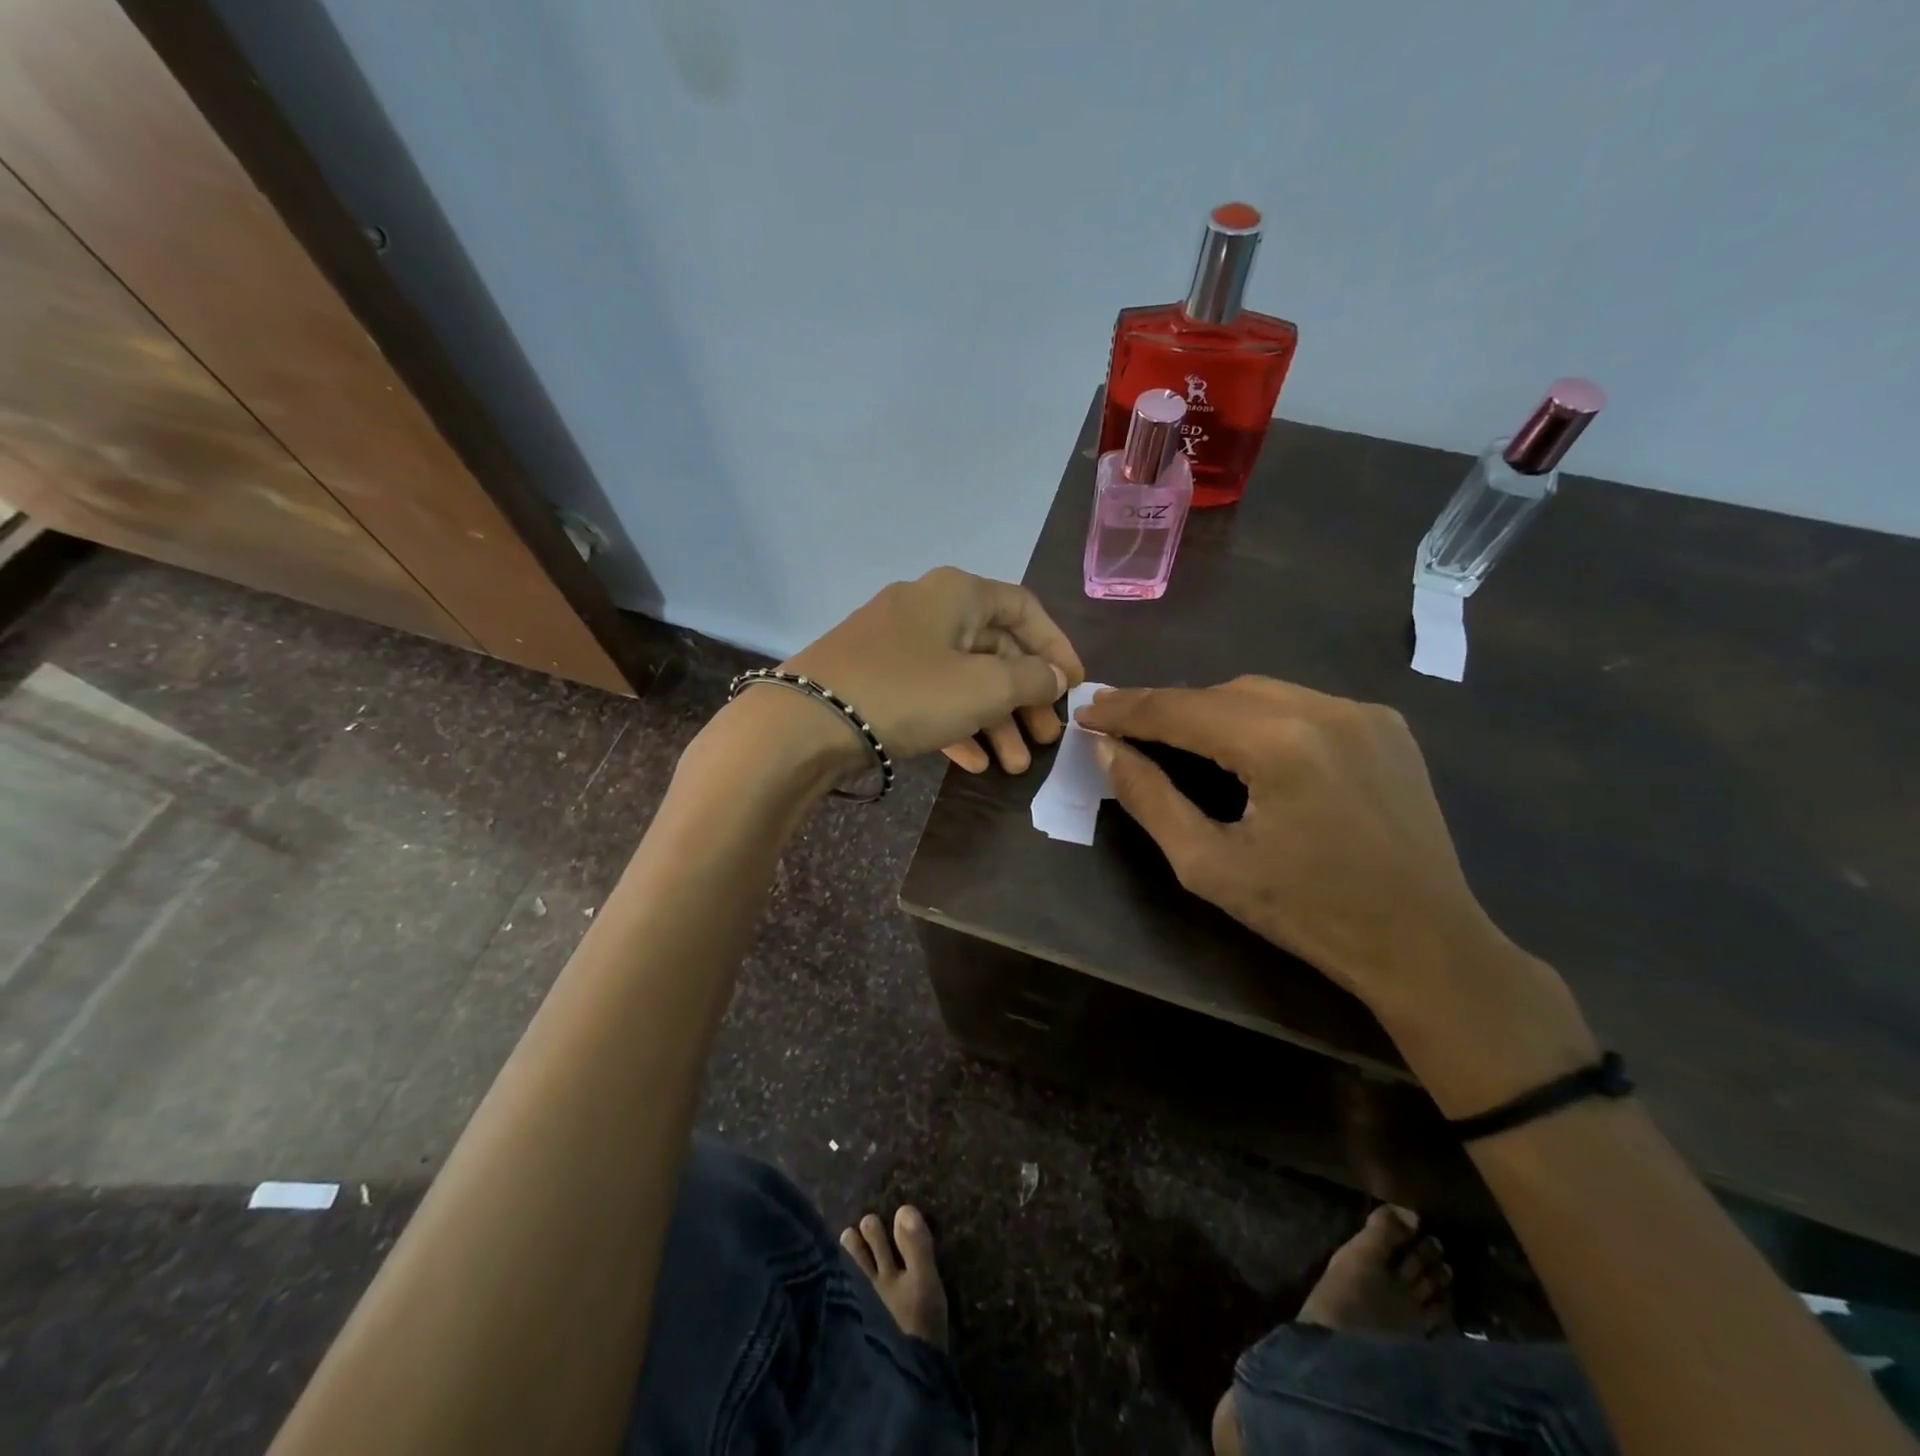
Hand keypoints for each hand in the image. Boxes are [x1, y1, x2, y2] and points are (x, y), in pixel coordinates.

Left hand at [781, 567, 1082, 765]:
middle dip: (1025, 697)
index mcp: (957, 593)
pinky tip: (973, 763)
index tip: (1074, 685)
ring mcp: (897, 645)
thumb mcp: (983, 687)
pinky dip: (956, 725)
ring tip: (1016, 765)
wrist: (804, 723)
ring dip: (994, 721)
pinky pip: (929, 697)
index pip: (1024, 609)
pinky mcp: (875, 679)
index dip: (1056, 646)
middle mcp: (928, 609)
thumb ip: (1031, 678)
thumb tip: (1055, 675)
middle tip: (1047, 738)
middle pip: (994, 649)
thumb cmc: (907, 692)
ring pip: (962, 679)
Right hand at [1076, 677, 1595, 1112]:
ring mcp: (1362, 711)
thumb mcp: (1208, 866)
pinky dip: (1258, 716)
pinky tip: (1245, 746)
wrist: (1425, 944)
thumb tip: (1107, 750)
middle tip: (1122, 727)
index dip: (1126, 708)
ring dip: (1210, 709)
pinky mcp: (1386, 724)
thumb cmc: (1308, 913)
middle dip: (1166, 707)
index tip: (1087, 710)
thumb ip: (1149, 799)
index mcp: (1278, 744)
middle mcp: (1323, 708)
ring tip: (1175, 737)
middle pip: (1218, 692)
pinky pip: (1301, 704)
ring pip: (1260, 691)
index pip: (1180, 709)